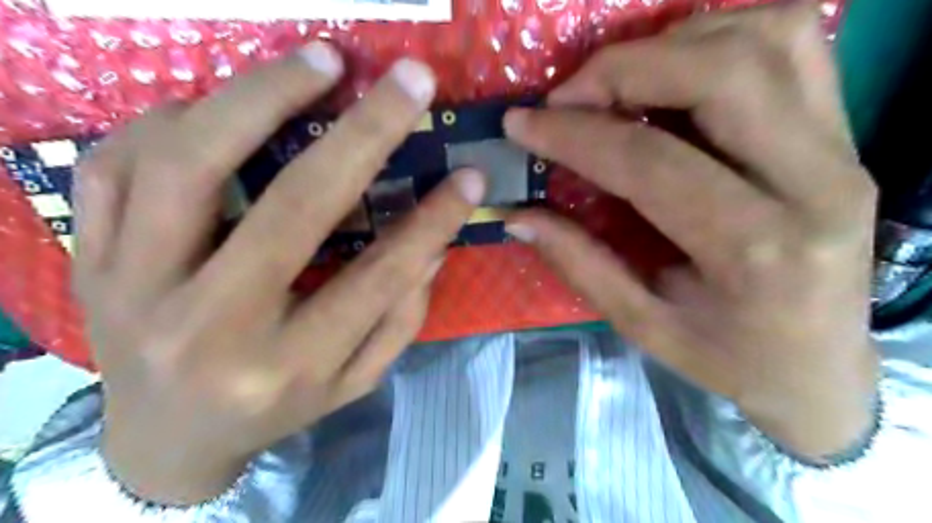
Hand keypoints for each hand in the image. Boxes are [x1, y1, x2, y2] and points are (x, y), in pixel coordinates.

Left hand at [74, 46, 487, 505]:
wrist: (163, 440)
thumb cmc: (274, 410)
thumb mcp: (352, 382)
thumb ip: (398, 320)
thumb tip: (431, 245)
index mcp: (286, 367)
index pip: (378, 278)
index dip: (433, 220)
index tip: (469, 175)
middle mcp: (210, 327)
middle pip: (293, 207)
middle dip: (364, 133)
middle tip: (408, 79)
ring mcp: (135, 288)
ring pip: (190, 165)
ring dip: (262, 96)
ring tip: (319, 60)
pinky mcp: (91, 260)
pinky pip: (118, 164)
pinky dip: (176, 117)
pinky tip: (224, 105)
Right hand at [508, 4, 879, 460]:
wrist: (822, 368)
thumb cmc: (728, 358)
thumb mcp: (643, 325)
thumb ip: (580, 263)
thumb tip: (519, 216)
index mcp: (757, 252)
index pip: (651, 162)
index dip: (575, 135)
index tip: (522, 124)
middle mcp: (816, 185)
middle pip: (722, 73)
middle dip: (623, 69)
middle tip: (568, 96)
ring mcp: (843, 148)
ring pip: (765, 40)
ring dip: (671, 45)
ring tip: (615, 83)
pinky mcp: (845, 133)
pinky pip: (791, 45)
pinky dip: (719, 38)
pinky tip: (673, 73)